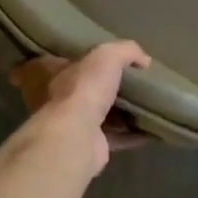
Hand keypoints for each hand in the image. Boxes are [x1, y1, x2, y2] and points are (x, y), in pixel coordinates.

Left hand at [10, 42, 152, 172]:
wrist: (77, 137)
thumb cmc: (83, 89)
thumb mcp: (107, 55)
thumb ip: (125, 51)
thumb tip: (144, 61)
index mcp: (48, 73)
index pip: (60, 60)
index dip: (82, 58)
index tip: (105, 59)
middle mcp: (53, 99)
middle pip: (83, 89)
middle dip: (106, 87)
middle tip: (133, 83)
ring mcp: (69, 125)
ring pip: (99, 115)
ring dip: (121, 114)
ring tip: (146, 105)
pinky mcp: (87, 146)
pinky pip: (113, 137)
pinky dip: (131, 135)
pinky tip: (150, 130)